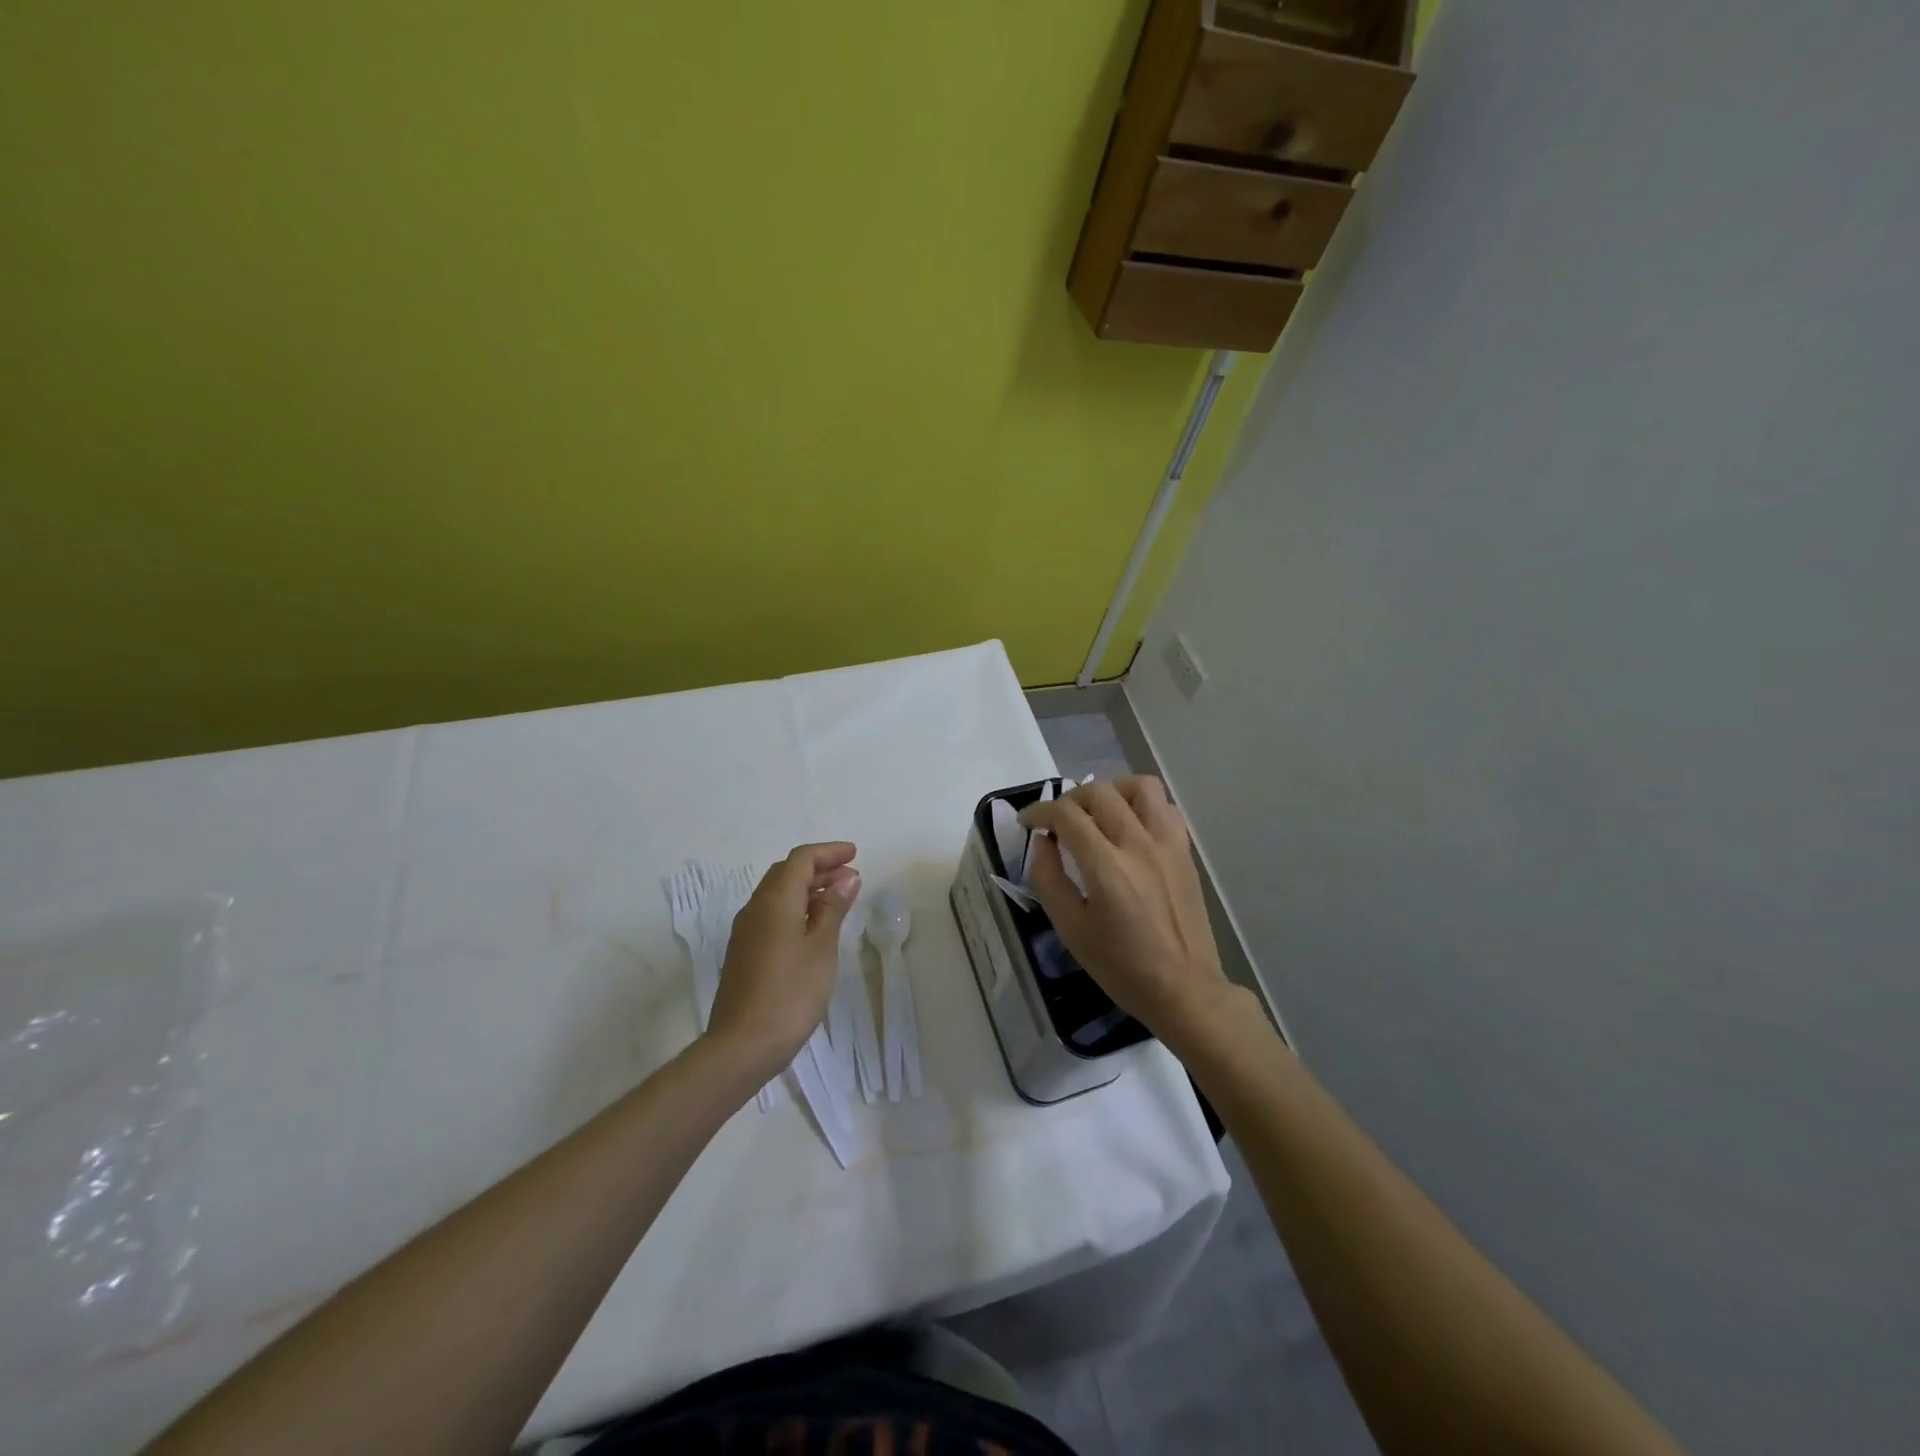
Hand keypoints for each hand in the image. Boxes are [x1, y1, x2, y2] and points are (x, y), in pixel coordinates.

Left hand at [707, 843, 860, 1078]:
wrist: (742, 1045)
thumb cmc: (790, 994)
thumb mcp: (822, 948)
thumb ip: (833, 909)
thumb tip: (846, 877)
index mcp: (775, 901)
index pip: (801, 860)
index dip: (829, 852)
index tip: (855, 854)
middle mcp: (755, 908)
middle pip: (786, 872)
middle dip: (819, 868)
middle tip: (850, 875)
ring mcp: (746, 931)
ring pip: (777, 893)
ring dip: (807, 888)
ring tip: (838, 899)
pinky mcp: (744, 952)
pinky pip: (772, 914)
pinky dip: (796, 907)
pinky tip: (814, 925)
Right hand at [1022, 778, 1232, 1044]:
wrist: (1184, 988)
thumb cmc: (1121, 966)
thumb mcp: (1070, 929)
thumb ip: (1048, 879)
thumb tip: (1042, 842)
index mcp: (1106, 867)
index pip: (1066, 815)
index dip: (1039, 811)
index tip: (1027, 822)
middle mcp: (1138, 844)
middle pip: (1099, 792)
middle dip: (1069, 800)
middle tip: (1057, 822)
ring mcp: (1167, 844)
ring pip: (1139, 787)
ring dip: (1110, 791)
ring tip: (1097, 813)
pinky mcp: (1184, 851)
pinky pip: (1164, 807)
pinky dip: (1141, 805)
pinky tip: (1129, 826)